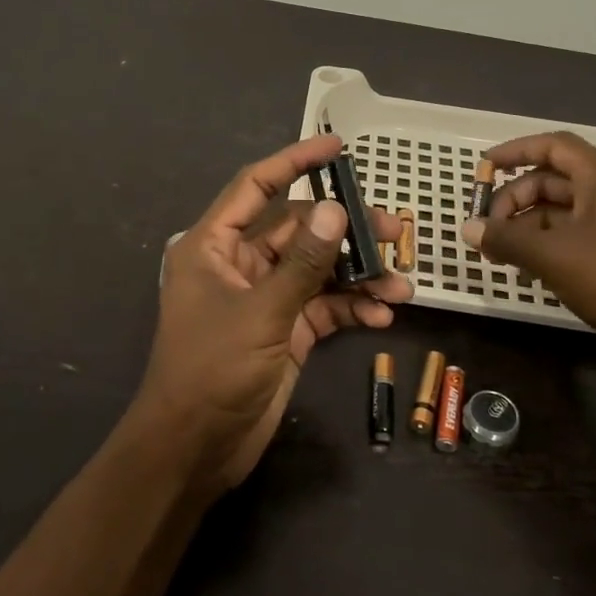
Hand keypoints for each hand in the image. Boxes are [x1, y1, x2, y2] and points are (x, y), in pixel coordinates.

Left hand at [136, 134, 413, 494]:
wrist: (195, 449)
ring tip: (401, 282)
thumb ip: (301, 263)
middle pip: (298, 230)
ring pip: (317, 270)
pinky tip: (384, 314)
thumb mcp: (261, 312)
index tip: (338, 146)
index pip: (256, 187)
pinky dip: (352, 307)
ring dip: (358, 274)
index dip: (295, 161)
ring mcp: (264, 298)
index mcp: (214, 245)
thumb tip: (336, 210)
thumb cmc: (212, 370)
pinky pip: (323, 306)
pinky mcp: (285, 331)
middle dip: (346, 231)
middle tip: (394, 230)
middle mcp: (239, 263)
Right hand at [461, 131, 595, 369]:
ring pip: (561, 211)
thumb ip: (506, 238)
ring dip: (526, 226)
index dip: (516, 150)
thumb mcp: (553, 255)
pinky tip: (525, 268)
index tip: (484, 166)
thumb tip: (467, 228)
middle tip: (487, 227)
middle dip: (514, 198)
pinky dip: (546, 244)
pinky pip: (574, 235)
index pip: (553, 146)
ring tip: (498, 252)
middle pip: (552, 180)